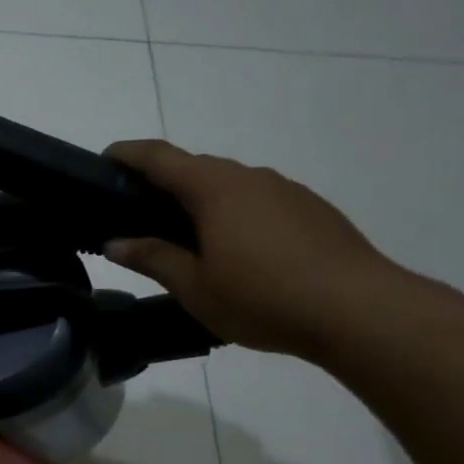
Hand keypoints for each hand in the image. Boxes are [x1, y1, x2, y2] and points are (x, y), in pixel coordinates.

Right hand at [103, 140, 408, 356]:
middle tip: (139, 214)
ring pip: (231, 185)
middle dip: (163, 182)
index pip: (159, 157)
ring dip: (202, 201)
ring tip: (188, 239)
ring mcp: (286, 190)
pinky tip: (238, 252)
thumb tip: (115, 242)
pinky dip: (235, 214)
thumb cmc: (263, 297)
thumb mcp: (194, 287)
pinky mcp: (312, 209)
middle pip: (195, 167)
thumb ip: (153, 259)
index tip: (104, 159)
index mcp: (214, 188)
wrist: (359, 310)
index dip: (127, 154)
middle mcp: (250, 177)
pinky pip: (259, 201)